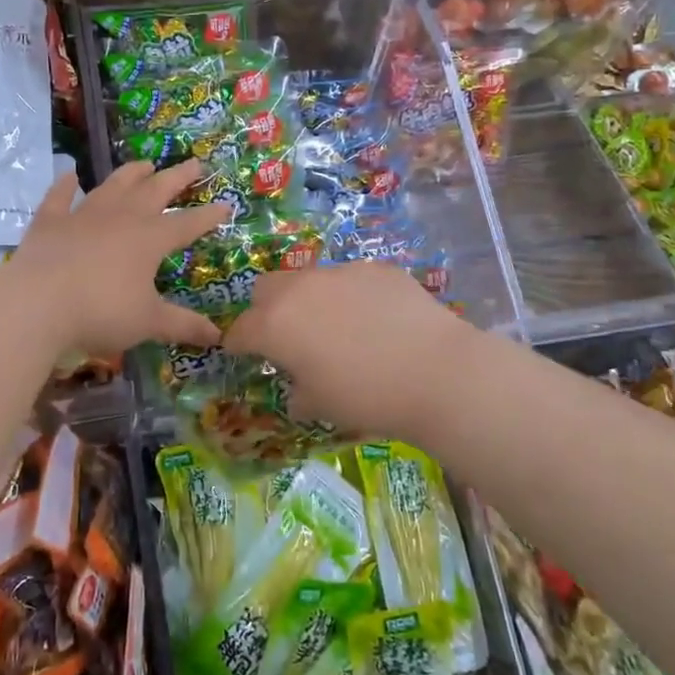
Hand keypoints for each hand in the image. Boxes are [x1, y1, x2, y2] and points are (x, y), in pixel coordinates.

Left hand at [6, 160, 228, 357]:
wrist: (37, 303)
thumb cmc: (101, 312)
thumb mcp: (148, 322)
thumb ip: (183, 325)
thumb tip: (218, 336)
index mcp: (149, 239)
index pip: (187, 224)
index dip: (209, 216)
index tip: (226, 204)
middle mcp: (121, 218)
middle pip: (155, 191)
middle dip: (177, 177)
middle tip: (194, 163)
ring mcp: (83, 215)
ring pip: (113, 186)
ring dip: (131, 173)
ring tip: (145, 163)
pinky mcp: (50, 222)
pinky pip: (59, 197)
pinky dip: (65, 185)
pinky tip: (70, 175)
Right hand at [223, 263, 478, 438]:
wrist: (437, 372)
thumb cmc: (366, 397)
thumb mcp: (321, 406)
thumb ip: (298, 393)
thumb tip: (298, 391)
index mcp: (275, 324)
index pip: (240, 330)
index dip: (238, 344)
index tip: (244, 355)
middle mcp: (300, 289)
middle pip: (266, 288)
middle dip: (266, 310)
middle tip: (287, 337)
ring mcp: (340, 272)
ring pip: (309, 279)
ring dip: (309, 300)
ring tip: (337, 328)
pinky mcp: (377, 268)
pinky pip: (351, 279)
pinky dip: (351, 297)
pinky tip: (376, 321)